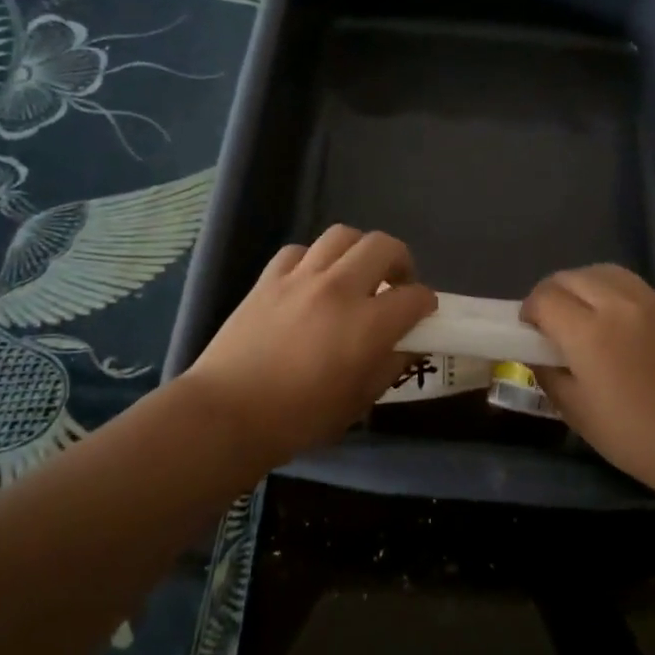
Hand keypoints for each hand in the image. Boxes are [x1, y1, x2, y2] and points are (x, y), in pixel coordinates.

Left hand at [185, 225, 436, 469]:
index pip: (415, 296)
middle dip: (401, 261)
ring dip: (359, 251)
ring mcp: (300, 278)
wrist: (227, 414)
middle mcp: (338, 289)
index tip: (423, 315)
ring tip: (356, 273)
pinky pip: (299, 251)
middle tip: (396, 284)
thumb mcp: (358, 403)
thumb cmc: (298, 419)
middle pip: (383, 246)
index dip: (426, 304)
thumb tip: (407, 345)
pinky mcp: (269, 279)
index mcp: (367, 324)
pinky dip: (314, 259)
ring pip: (342, 235)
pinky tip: (311, 280)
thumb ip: (389, 367)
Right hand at [521, 264, 654, 497]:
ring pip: (610, 274)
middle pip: (574, 276)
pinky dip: (625, 302)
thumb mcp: (576, 412)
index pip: (545, 297)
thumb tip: (537, 352)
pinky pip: (644, 293)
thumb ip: (548, 373)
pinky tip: (632, 333)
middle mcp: (622, 306)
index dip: (530, 309)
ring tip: (589, 314)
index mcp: (589, 332)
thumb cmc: (634, 437)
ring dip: (588, 287)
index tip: (530, 328)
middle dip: (555, 292)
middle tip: (554, 318)